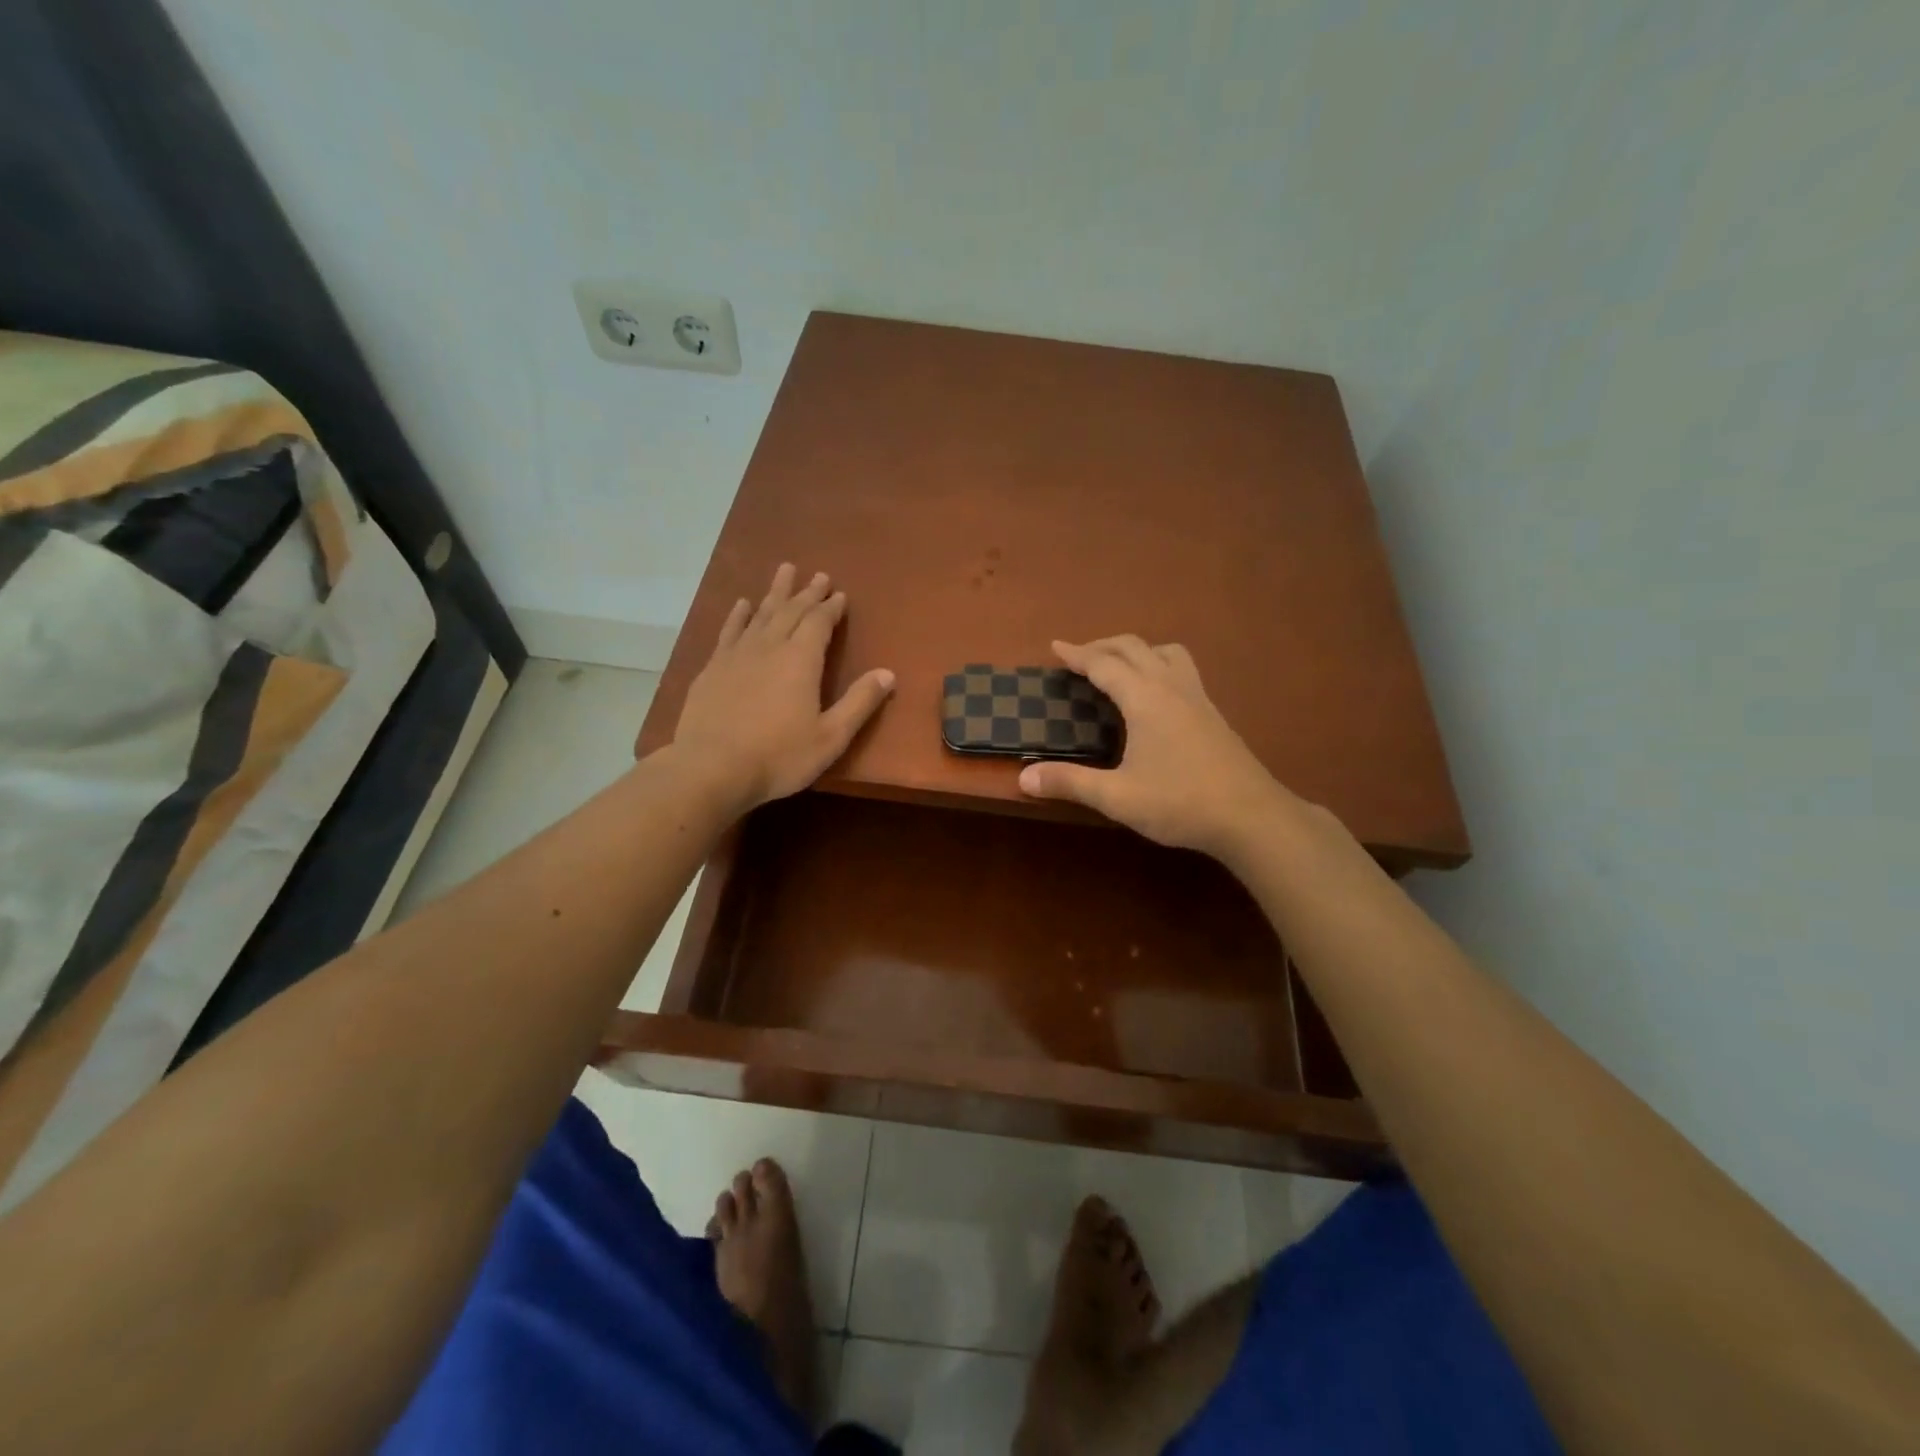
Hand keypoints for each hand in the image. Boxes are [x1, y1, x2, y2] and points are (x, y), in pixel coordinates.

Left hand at [671, 564, 894, 810]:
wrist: (711, 768)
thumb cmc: (779, 756)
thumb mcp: (831, 736)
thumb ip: (860, 703)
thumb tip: (888, 673)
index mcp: (801, 660)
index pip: (819, 623)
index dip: (831, 607)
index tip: (839, 594)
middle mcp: (769, 647)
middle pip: (791, 611)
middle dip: (807, 593)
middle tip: (818, 575)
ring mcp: (737, 655)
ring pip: (760, 614)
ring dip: (775, 592)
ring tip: (784, 571)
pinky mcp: (712, 668)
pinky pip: (730, 631)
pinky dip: (739, 614)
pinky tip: (743, 604)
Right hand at [1016, 636, 1295, 864]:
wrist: (1251, 817)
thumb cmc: (1181, 803)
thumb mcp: (1118, 798)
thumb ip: (1070, 783)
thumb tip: (1023, 777)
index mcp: (1146, 699)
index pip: (1104, 664)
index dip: (1077, 654)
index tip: (1055, 646)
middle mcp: (1172, 687)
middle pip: (1135, 648)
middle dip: (1103, 646)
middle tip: (1079, 656)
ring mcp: (1198, 698)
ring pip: (1166, 652)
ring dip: (1138, 650)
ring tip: (1120, 667)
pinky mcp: (1213, 713)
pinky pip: (1182, 670)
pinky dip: (1159, 665)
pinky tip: (1156, 696)